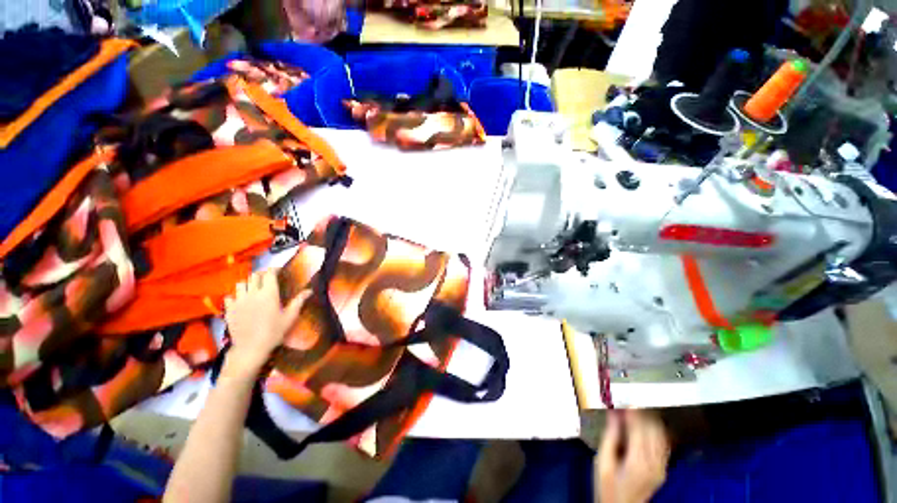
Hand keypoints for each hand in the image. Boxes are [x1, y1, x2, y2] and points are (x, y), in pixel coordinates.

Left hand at [223, 269, 308, 376]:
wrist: (251, 349)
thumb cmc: (274, 332)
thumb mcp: (290, 317)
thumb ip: (299, 301)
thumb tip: (310, 290)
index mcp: (269, 293)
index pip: (269, 273)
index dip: (274, 269)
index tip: (279, 270)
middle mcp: (252, 293)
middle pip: (254, 276)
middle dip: (262, 274)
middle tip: (268, 279)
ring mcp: (238, 301)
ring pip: (241, 284)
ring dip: (248, 284)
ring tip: (253, 289)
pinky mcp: (229, 310)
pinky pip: (230, 296)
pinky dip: (235, 296)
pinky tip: (241, 301)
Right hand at [596, 410, 669, 502]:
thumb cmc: (607, 486)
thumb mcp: (603, 461)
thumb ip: (611, 435)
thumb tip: (614, 412)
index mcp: (638, 461)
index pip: (639, 427)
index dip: (631, 409)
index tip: (622, 397)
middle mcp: (654, 462)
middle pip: (653, 428)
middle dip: (640, 412)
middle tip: (626, 401)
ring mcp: (661, 466)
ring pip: (661, 434)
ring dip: (649, 419)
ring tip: (634, 409)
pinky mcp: (662, 468)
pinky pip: (664, 443)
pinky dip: (656, 430)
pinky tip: (646, 425)